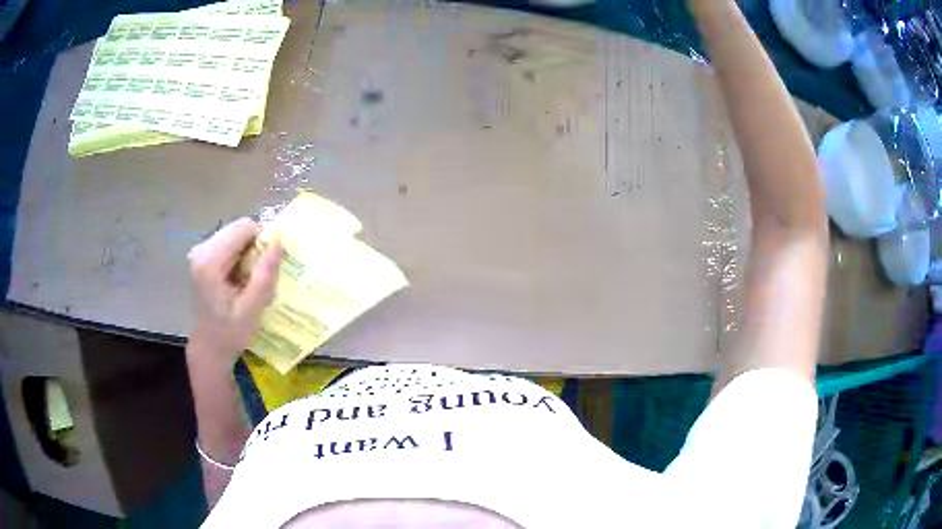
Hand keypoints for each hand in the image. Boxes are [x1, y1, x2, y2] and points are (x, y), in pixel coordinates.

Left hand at [187, 217, 282, 368]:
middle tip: (265, 272)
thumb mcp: (251, 310)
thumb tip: (279, 243)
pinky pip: (230, 243)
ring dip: (250, 251)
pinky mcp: (204, 256)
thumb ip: (264, 276)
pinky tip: (244, 277)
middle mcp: (202, 250)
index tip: (273, 262)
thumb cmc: (229, 333)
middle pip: (239, 228)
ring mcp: (201, 252)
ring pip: (236, 235)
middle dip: (257, 245)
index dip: (263, 238)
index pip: (244, 228)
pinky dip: (242, 255)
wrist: (209, 347)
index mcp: (210, 261)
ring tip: (255, 277)